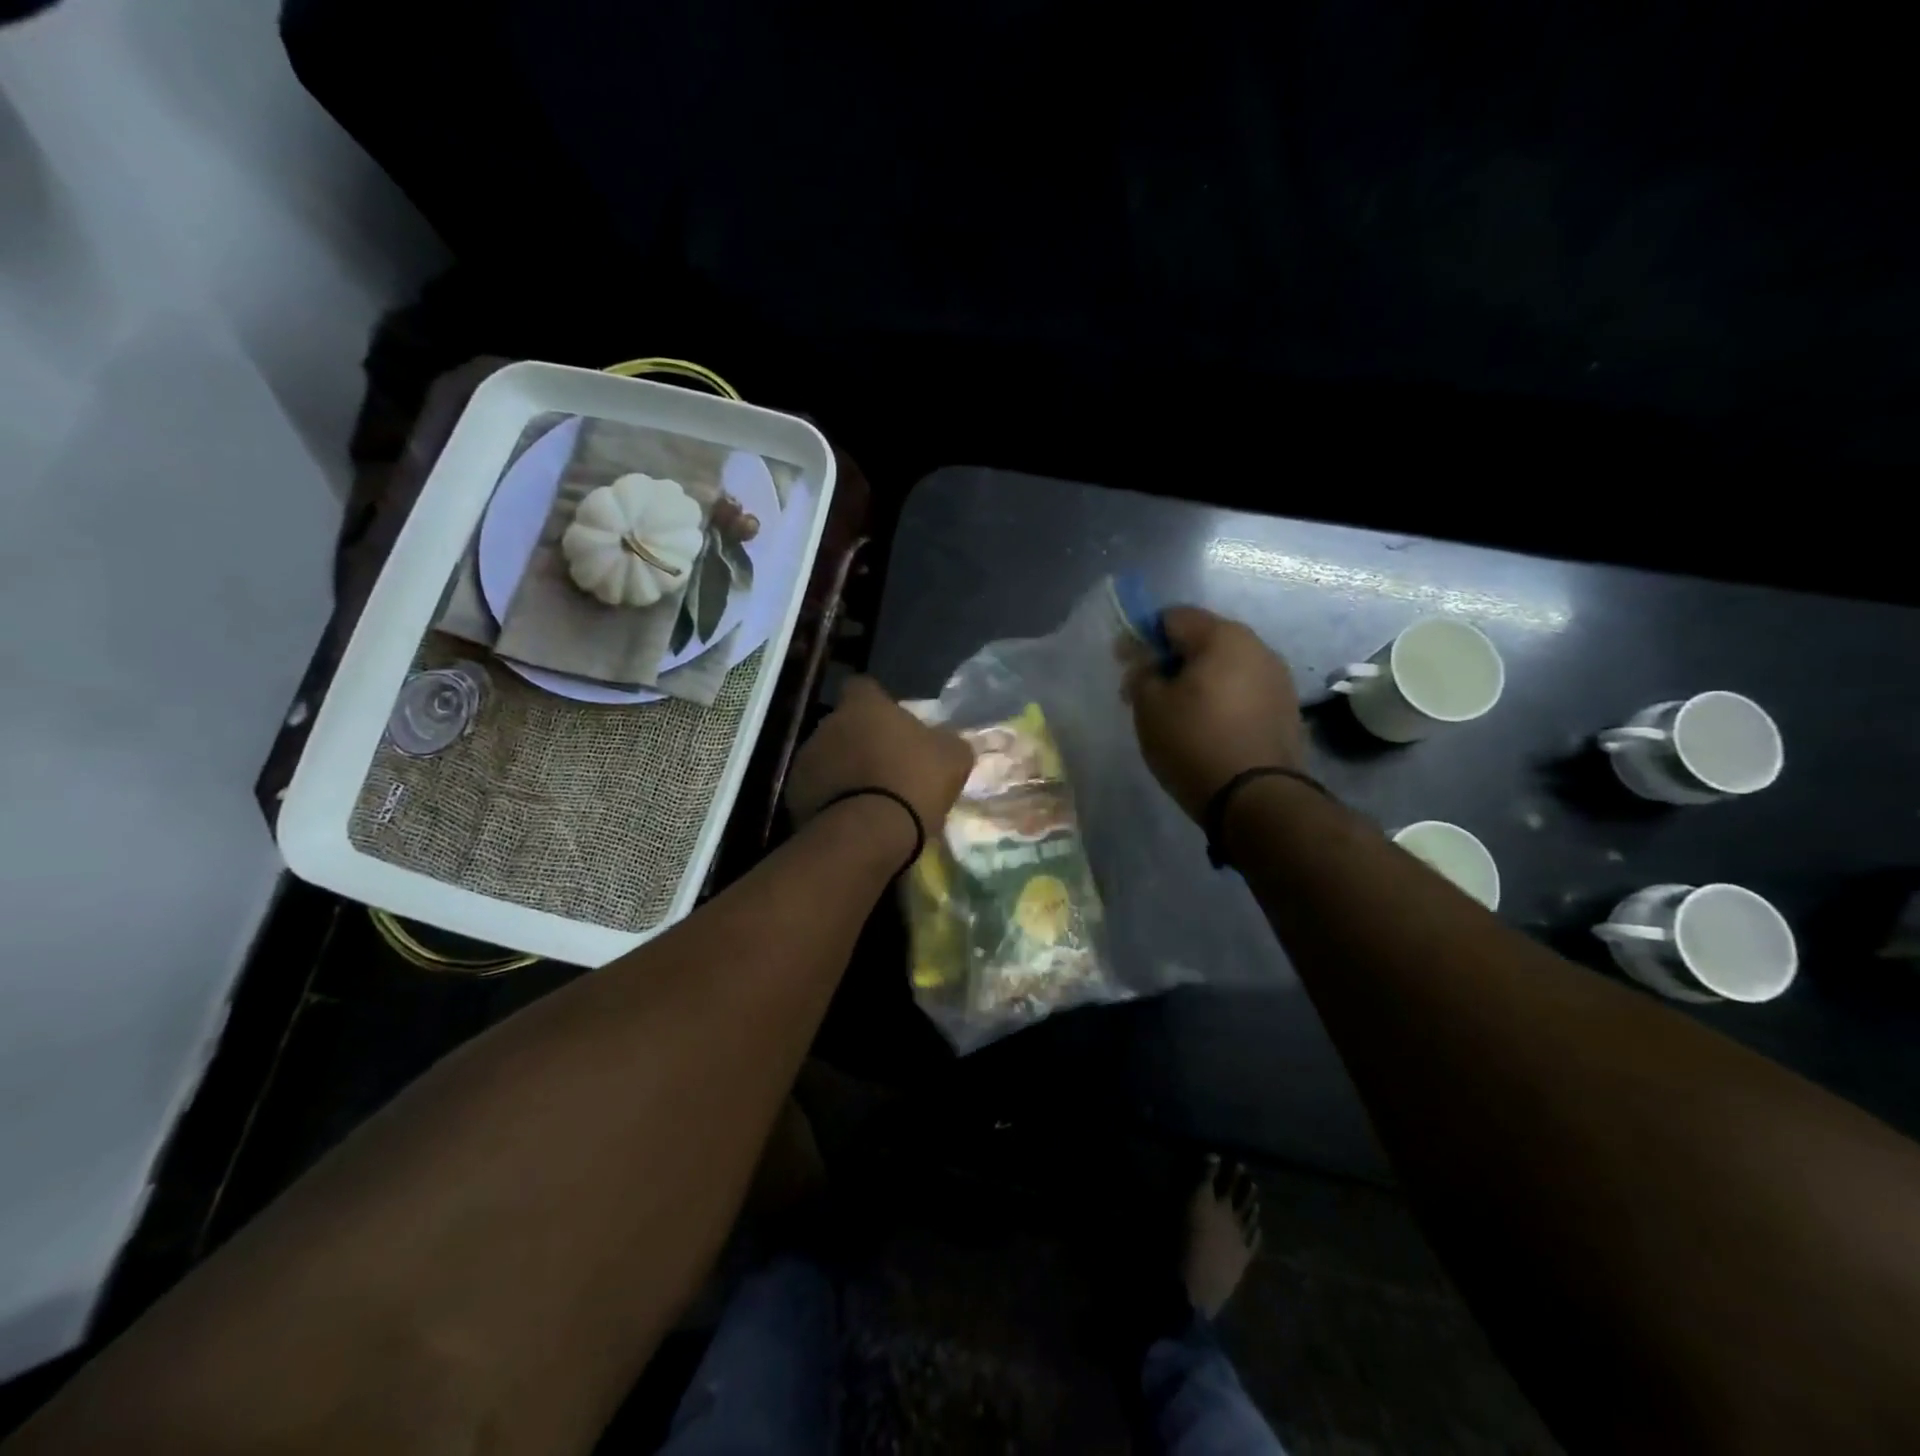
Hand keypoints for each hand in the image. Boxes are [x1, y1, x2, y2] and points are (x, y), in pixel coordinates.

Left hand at [786, 676, 972, 839]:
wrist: (868, 835)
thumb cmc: (913, 782)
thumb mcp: (952, 758)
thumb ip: (946, 740)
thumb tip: (943, 740)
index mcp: (863, 706)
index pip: (863, 687)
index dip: (877, 703)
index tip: (891, 723)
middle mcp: (827, 725)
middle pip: (843, 725)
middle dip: (860, 740)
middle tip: (885, 765)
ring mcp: (805, 761)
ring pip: (827, 758)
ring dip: (843, 770)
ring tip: (868, 798)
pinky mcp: (793, 796)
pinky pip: (816, 790)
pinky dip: (830, 799)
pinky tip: (851, 818)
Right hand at [1124, 607, 1305, 821]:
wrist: (1256, 798)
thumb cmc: (1194, 742)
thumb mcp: (1150, 707)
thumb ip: (1141, 673)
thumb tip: (1145, 661)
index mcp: (1223, 636)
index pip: (1172, 617)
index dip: (1142, 636)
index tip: (1126, 665)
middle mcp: (1257, 647)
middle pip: (1202, 640)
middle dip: (1171, 660)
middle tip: (1147, 692)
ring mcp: (1278, 678)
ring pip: (1225, 666)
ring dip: (1198, 681)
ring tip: (1177, 714)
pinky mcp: (1286, 709)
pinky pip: (1243, 691)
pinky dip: (1221, 700)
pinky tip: (1207, 727)